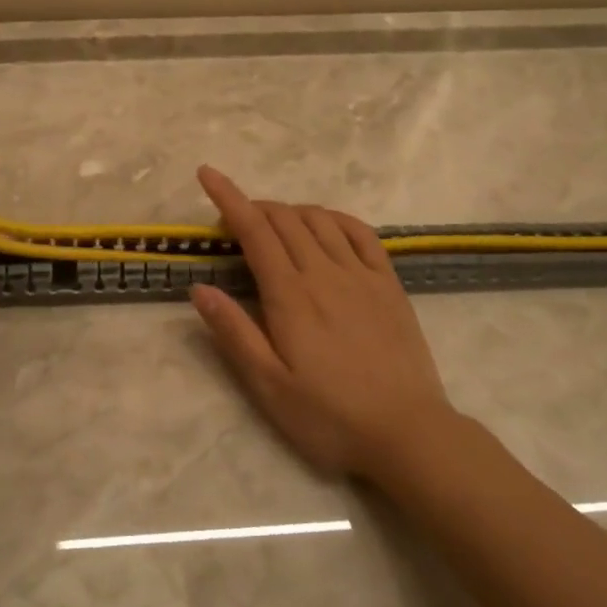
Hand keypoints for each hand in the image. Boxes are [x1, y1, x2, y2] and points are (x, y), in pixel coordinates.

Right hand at [189, 166, 453, 477]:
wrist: (408, 433)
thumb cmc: (329, 416)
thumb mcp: (269, 386)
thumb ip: (234, 333)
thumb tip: (199, 288)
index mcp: (290, 295)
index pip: (254, 230)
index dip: (228, 198)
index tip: (207, 173)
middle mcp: (324, 272)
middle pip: (285, 218)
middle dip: (254, 207)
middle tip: (235, 223)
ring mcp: (361, 274)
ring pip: (320, 219)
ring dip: (291, 210)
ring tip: (275, 225)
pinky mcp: (389, 284)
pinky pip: (361, 232)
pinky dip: (336, 218)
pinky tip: (326, 224)